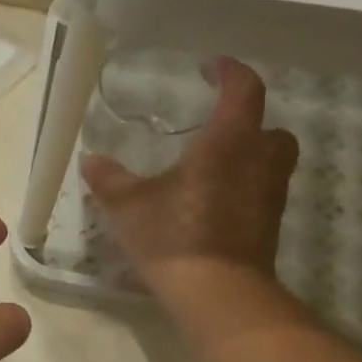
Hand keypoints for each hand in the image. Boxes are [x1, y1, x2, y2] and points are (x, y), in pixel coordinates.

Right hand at [81, 58, 298, 306]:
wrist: (216, 292)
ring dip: (248, 157)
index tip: (210, 68)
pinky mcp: (268, 226)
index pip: (243, 90)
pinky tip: (210, 203)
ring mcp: (269, 196)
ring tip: (211, 167)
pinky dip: (242, 189)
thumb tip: (91, 161)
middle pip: (270, 128)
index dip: (230, 72)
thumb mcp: (129, 205)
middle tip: (216, 128)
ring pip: (270, 162)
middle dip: (248, 122)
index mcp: (229, 142)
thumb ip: (110, 179)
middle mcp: (259, 162)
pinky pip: (261, 193)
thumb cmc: (173, 236)